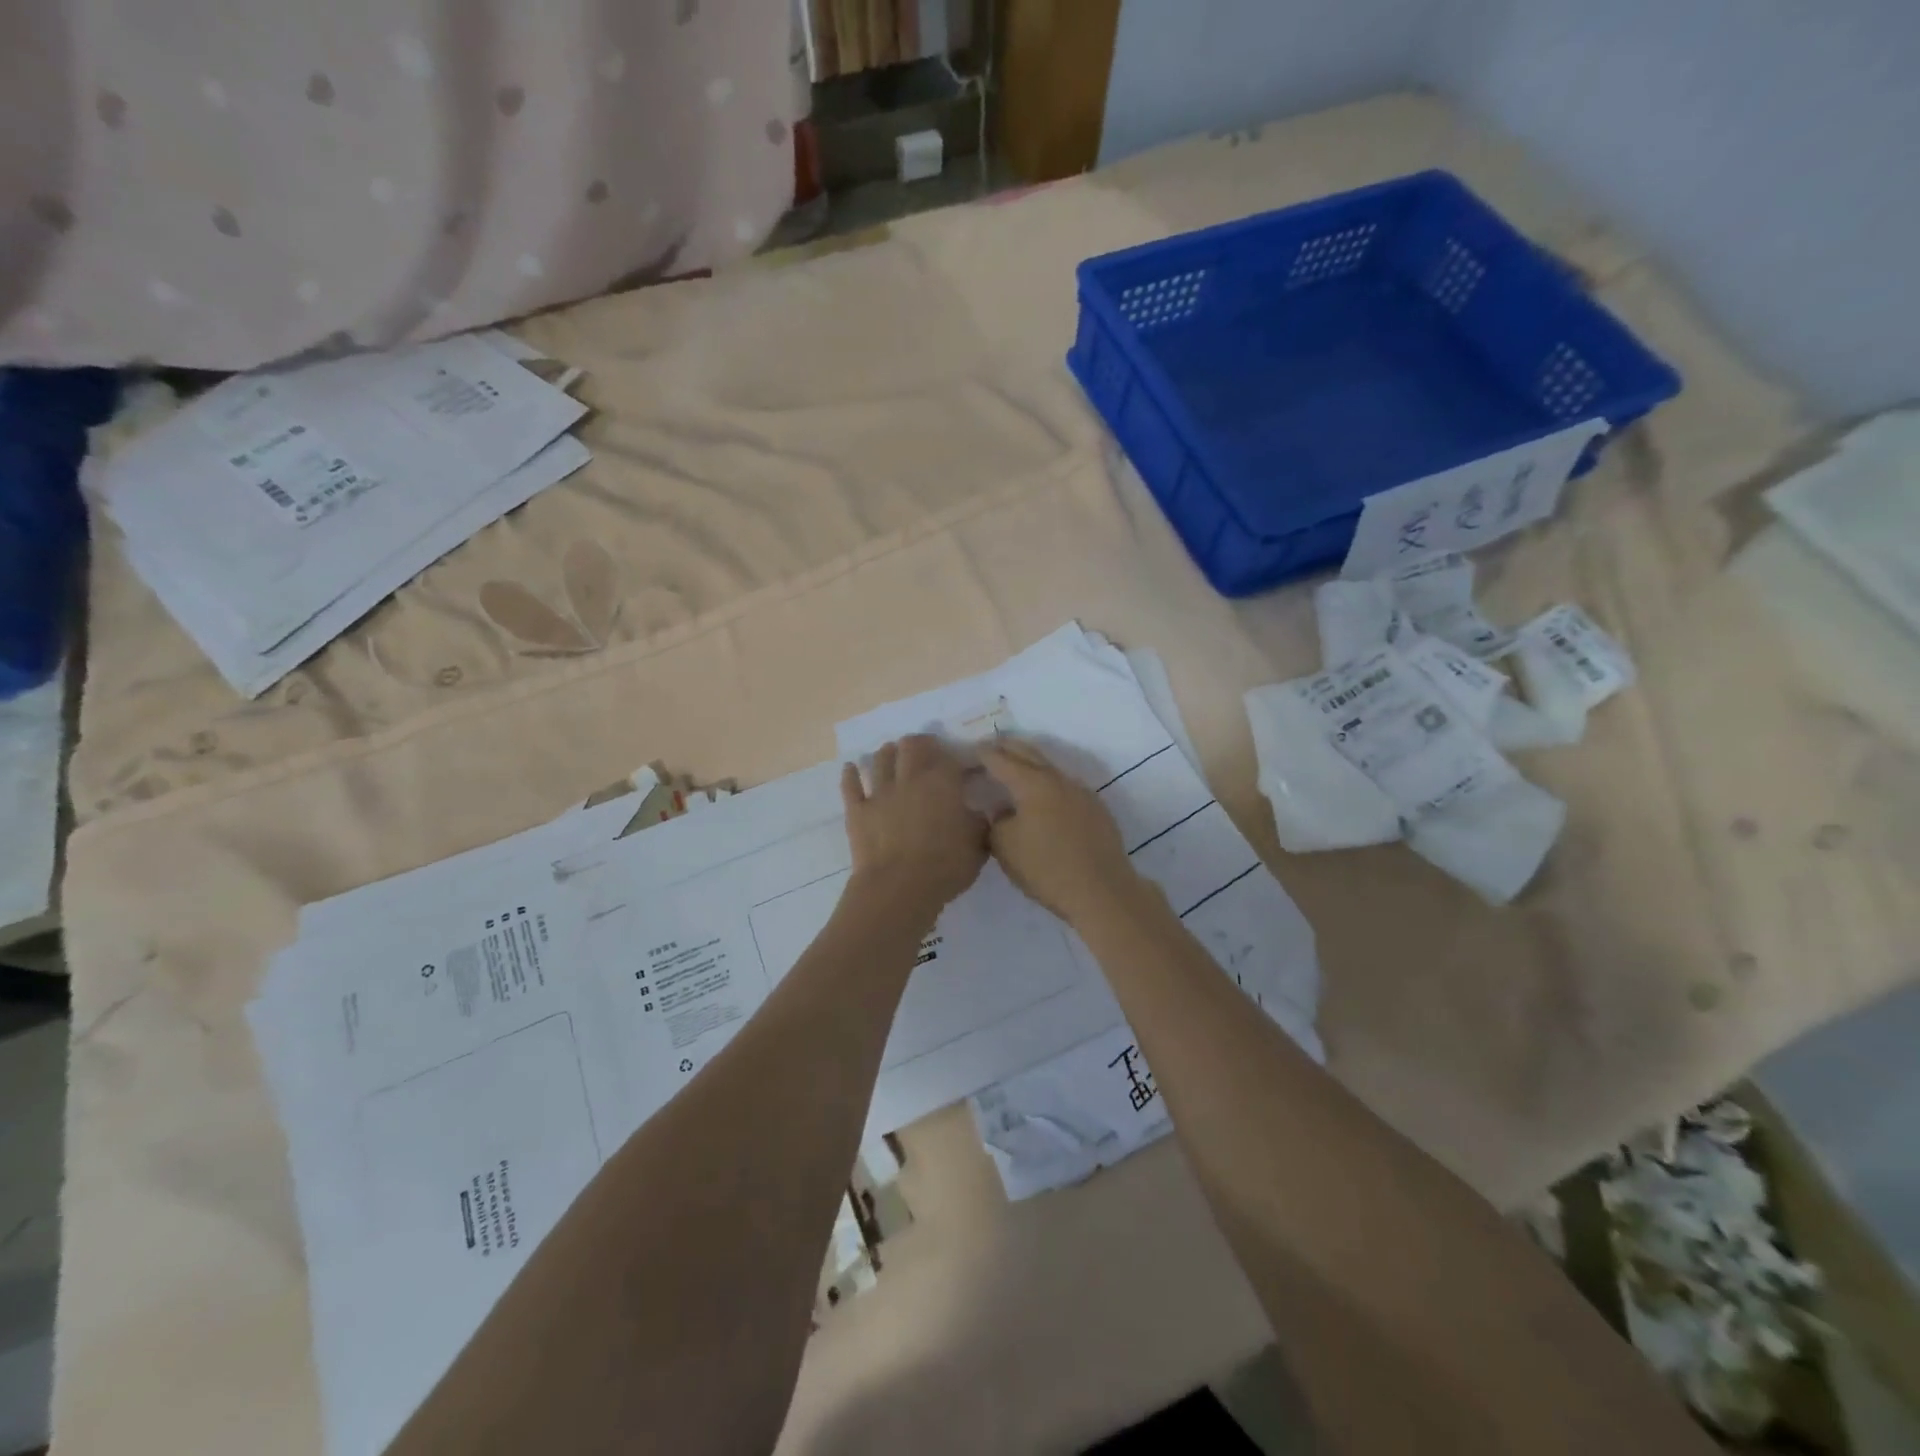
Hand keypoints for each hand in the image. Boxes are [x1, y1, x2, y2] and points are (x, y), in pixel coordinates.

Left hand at [841, 736, 988, 917]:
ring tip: (891, 751)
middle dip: (918, 743)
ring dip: (887, 752)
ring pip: (880, 760)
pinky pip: (850, 786)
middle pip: (911, 747)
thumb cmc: (945, 866)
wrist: (899, 888)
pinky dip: (851, 774)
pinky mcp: (857, 811)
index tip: (960, 765)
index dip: (954, 757)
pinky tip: (851, 767)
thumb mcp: (978, 846)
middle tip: (923, 748)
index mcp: (942, 783)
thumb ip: (979, 824)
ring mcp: (880, 793)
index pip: (949, 758)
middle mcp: (910, 779)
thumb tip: (978, 813)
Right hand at [979, 739, 1141, 925]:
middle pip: (1029, 753)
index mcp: (1032, 783)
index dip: (984, 753)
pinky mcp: (1096, 808)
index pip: (1001, 759)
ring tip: (1016, 771)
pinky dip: (1048, 785)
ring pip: (1050, 768)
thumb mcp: (1005, 848)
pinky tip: (1044, 800)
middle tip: (992, 748)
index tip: (972, 749)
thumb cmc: (1046, 869)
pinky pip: (1065, 787)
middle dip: (1008, 748)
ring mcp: (1081, 792)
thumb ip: (996, 821)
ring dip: (1031, 765)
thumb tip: (1001, 810)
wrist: (1102, 891)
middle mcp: (1058, 779)